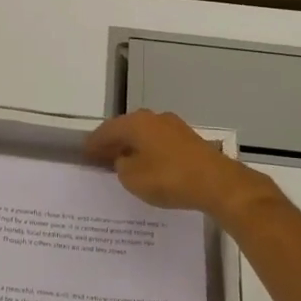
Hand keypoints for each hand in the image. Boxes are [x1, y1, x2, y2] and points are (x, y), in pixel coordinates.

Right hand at [85, 109, 272, 219]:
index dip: (94, 143)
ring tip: (124, 163)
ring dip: (134, 147)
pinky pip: (160, 143)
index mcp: (136, 123)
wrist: (216, 183)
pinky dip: (150, 152)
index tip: (84, 153)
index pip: (107, 130)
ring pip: (145, 135)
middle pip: (127, 129)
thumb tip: (124, 159)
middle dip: (114, 142)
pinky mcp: (190, 140)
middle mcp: (154, 118)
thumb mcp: (133, 178)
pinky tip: (149, 166)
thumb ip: (122, 166)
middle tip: (101, 157)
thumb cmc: (168, 178)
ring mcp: (175, 127)